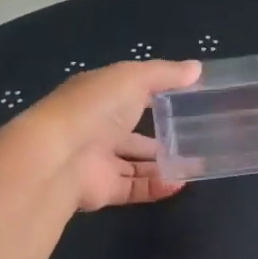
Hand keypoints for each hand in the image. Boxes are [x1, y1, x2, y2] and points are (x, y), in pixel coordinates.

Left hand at [22, 58, 201, 211]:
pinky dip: (157, 187)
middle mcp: (98, 128)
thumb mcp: (133, 78)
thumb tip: (197, 68)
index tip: (189, 101)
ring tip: (197, 165)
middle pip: (134, 135)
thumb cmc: (95, 107)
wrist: (60, 156)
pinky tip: (180, 183)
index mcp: (100, 97)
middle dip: (164, 138)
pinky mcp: (103, 189)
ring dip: (165, 165)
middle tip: (197, 141)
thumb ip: (165, 74)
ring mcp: (99, 161)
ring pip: (137, 165)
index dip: (158, 97)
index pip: (131, 95)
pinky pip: (135, 188)